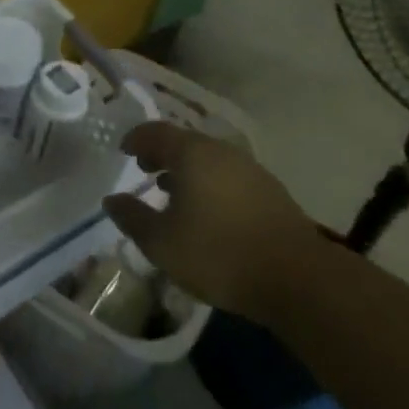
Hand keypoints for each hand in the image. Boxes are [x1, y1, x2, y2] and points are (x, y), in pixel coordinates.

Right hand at [102, 123, 323, 321]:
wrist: (296, 277)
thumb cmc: (218, 253)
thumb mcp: (162, 243)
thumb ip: (132, 217)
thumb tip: (112, 200)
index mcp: (192, 153)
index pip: (156, 132)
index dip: (136, 139)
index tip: (123, 151)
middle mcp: (221, 151)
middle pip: (184, 142)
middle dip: (161, 153)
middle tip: (145, 170)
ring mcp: (249, 168)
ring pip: (208, 159)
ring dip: (186, 170)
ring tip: (172, 193)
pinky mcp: (269, 190)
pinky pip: (228, 175)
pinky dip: (209, 183)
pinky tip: (207, 212)